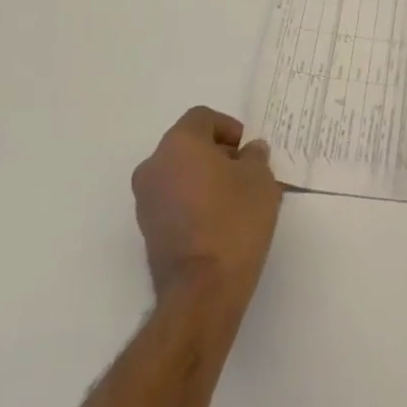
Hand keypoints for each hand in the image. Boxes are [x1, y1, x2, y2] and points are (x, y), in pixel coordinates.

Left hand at [131, 107, 282, 306]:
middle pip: (188, 145)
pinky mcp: (148, 230)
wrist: (203, 288)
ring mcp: (145, 201)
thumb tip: (249, 152)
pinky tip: (220, 221)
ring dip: (205, 178)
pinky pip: (174, 201)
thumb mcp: (261, 179)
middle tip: (246, 172)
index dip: (229, 127)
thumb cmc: (234, 220)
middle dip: (217, 153)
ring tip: (236, 199)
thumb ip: (255, 157)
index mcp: (178, 145)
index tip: (249, 149)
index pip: (202, 118)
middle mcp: (153, 167)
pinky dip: (194, 201)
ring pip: (179, 174)